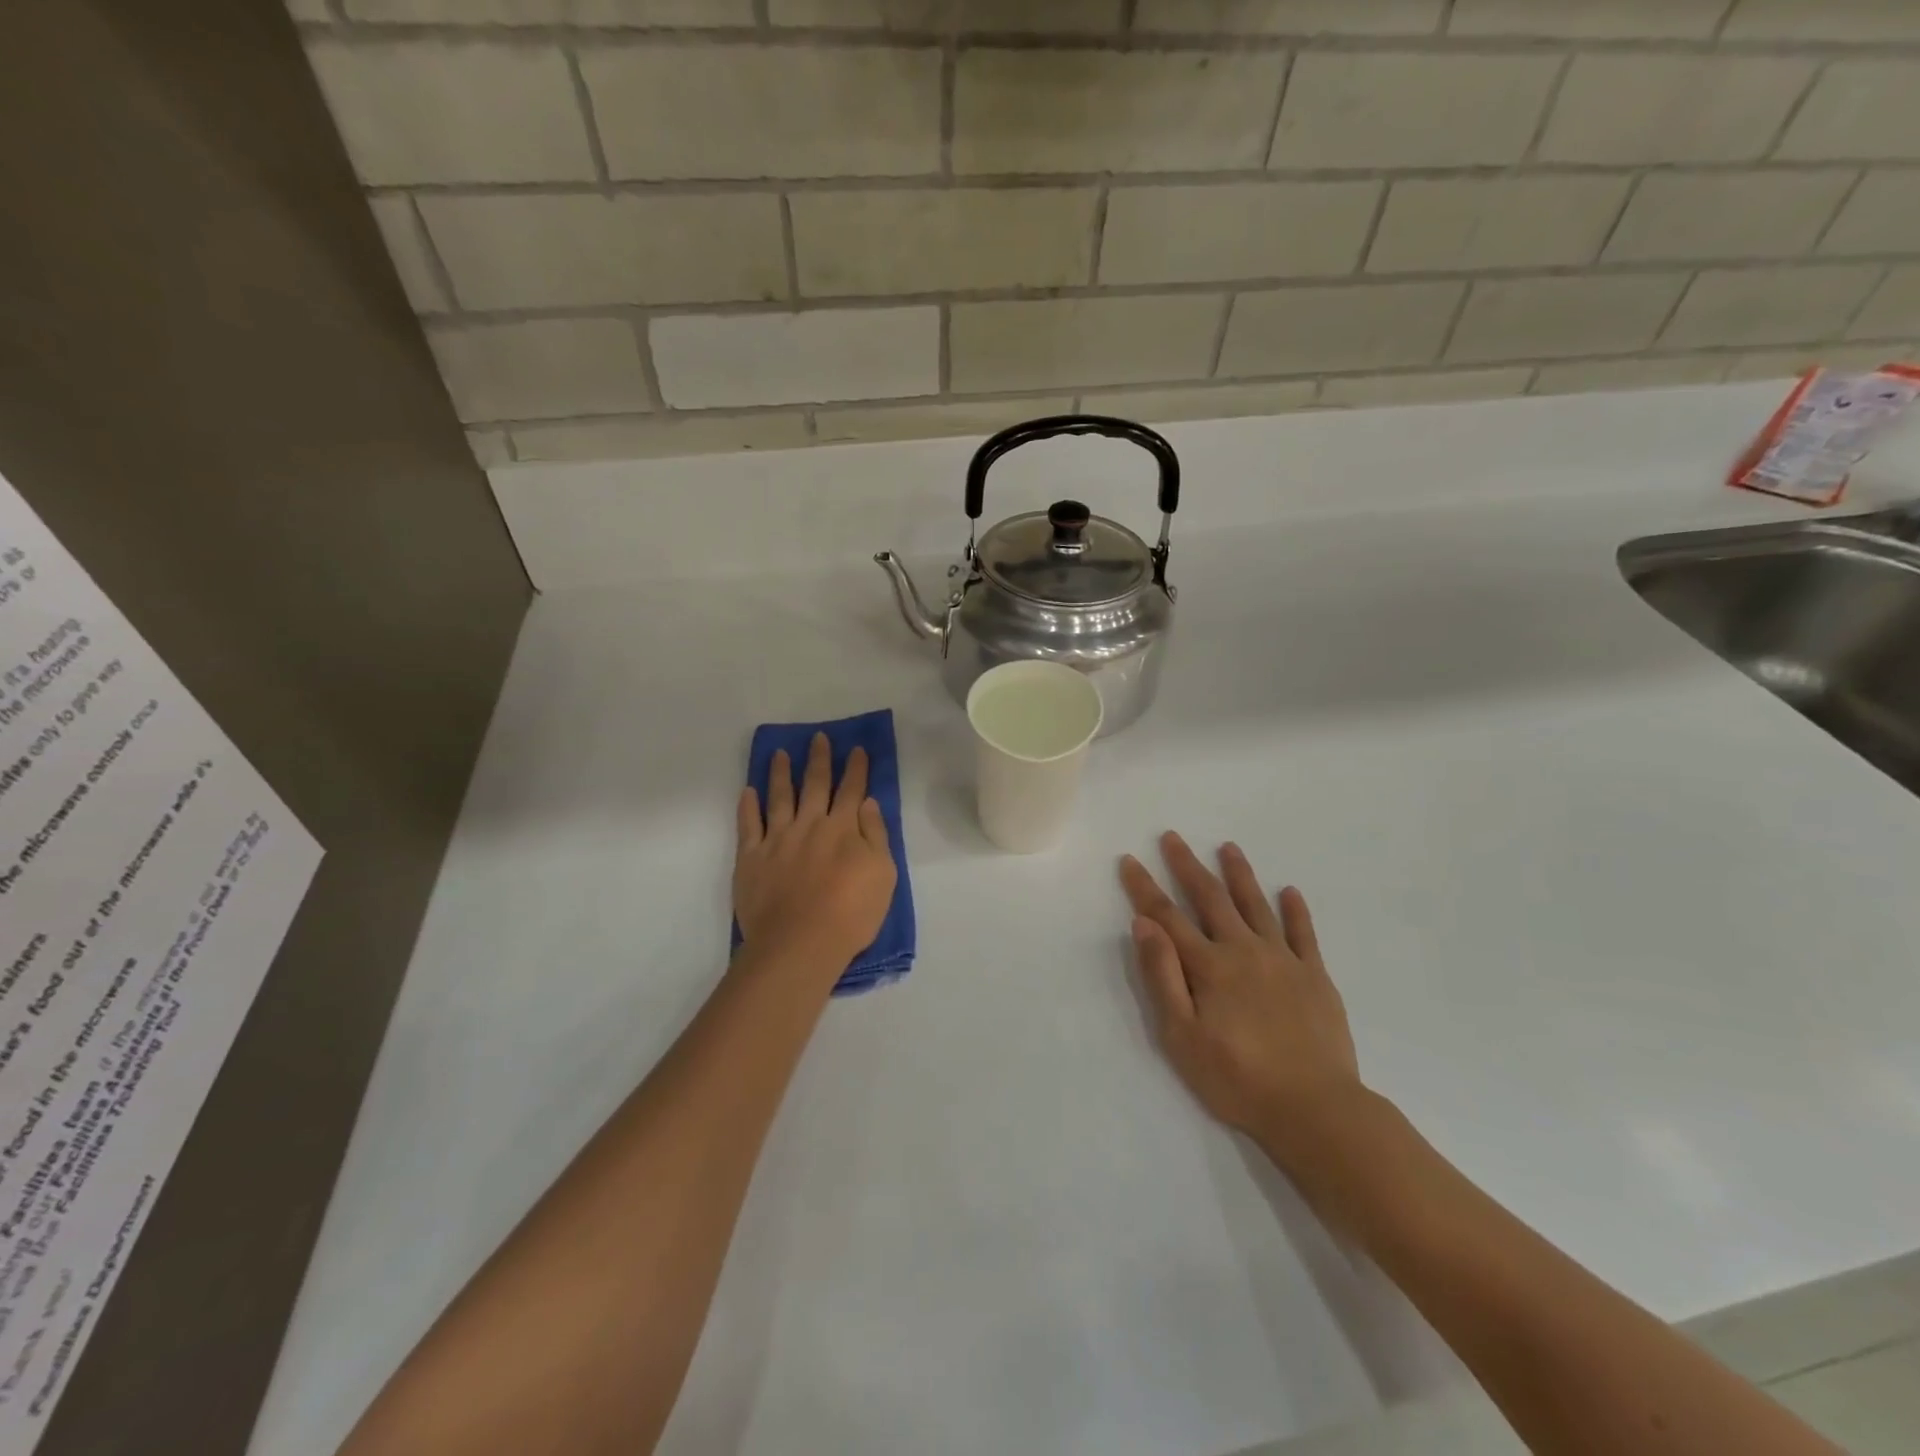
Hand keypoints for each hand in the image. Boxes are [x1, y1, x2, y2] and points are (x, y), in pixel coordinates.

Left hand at [735, 733, 896, 973]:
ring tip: (780, 754)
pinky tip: (748, 791)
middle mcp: (810, 825)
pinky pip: (748, 826)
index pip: (852, 791)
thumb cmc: (851, 913)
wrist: (801, 943)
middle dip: (819, 760)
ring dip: (781, 773)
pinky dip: (748, 806)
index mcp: (843, 828)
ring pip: (779, 797)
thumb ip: (875, 835)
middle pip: (815, 785)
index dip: (855, 768)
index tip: (856, 748)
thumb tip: (867, 803)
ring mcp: (777, 840)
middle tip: (817, 738)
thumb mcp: (883, 874)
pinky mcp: (751, 858)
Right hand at [1120, 833, 1361, 1155]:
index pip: (1167, 917)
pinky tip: (1290, 891)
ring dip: (1239, 874)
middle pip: (1210, 898)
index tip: (1129, 860)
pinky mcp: (1315, 976)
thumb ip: (1162, 977)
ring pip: (1256, 906)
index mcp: (1209, 966)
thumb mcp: (1182, 1036)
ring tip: (1228, 847)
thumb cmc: (1237, 1078)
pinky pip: (1303, 934)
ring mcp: (1283, 960)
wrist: (1315, 1108)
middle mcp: (1244, 950)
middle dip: (1188, 866)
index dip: (1145, 888)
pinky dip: (1295, 910)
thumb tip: (1143, 925)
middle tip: (1173, 836)